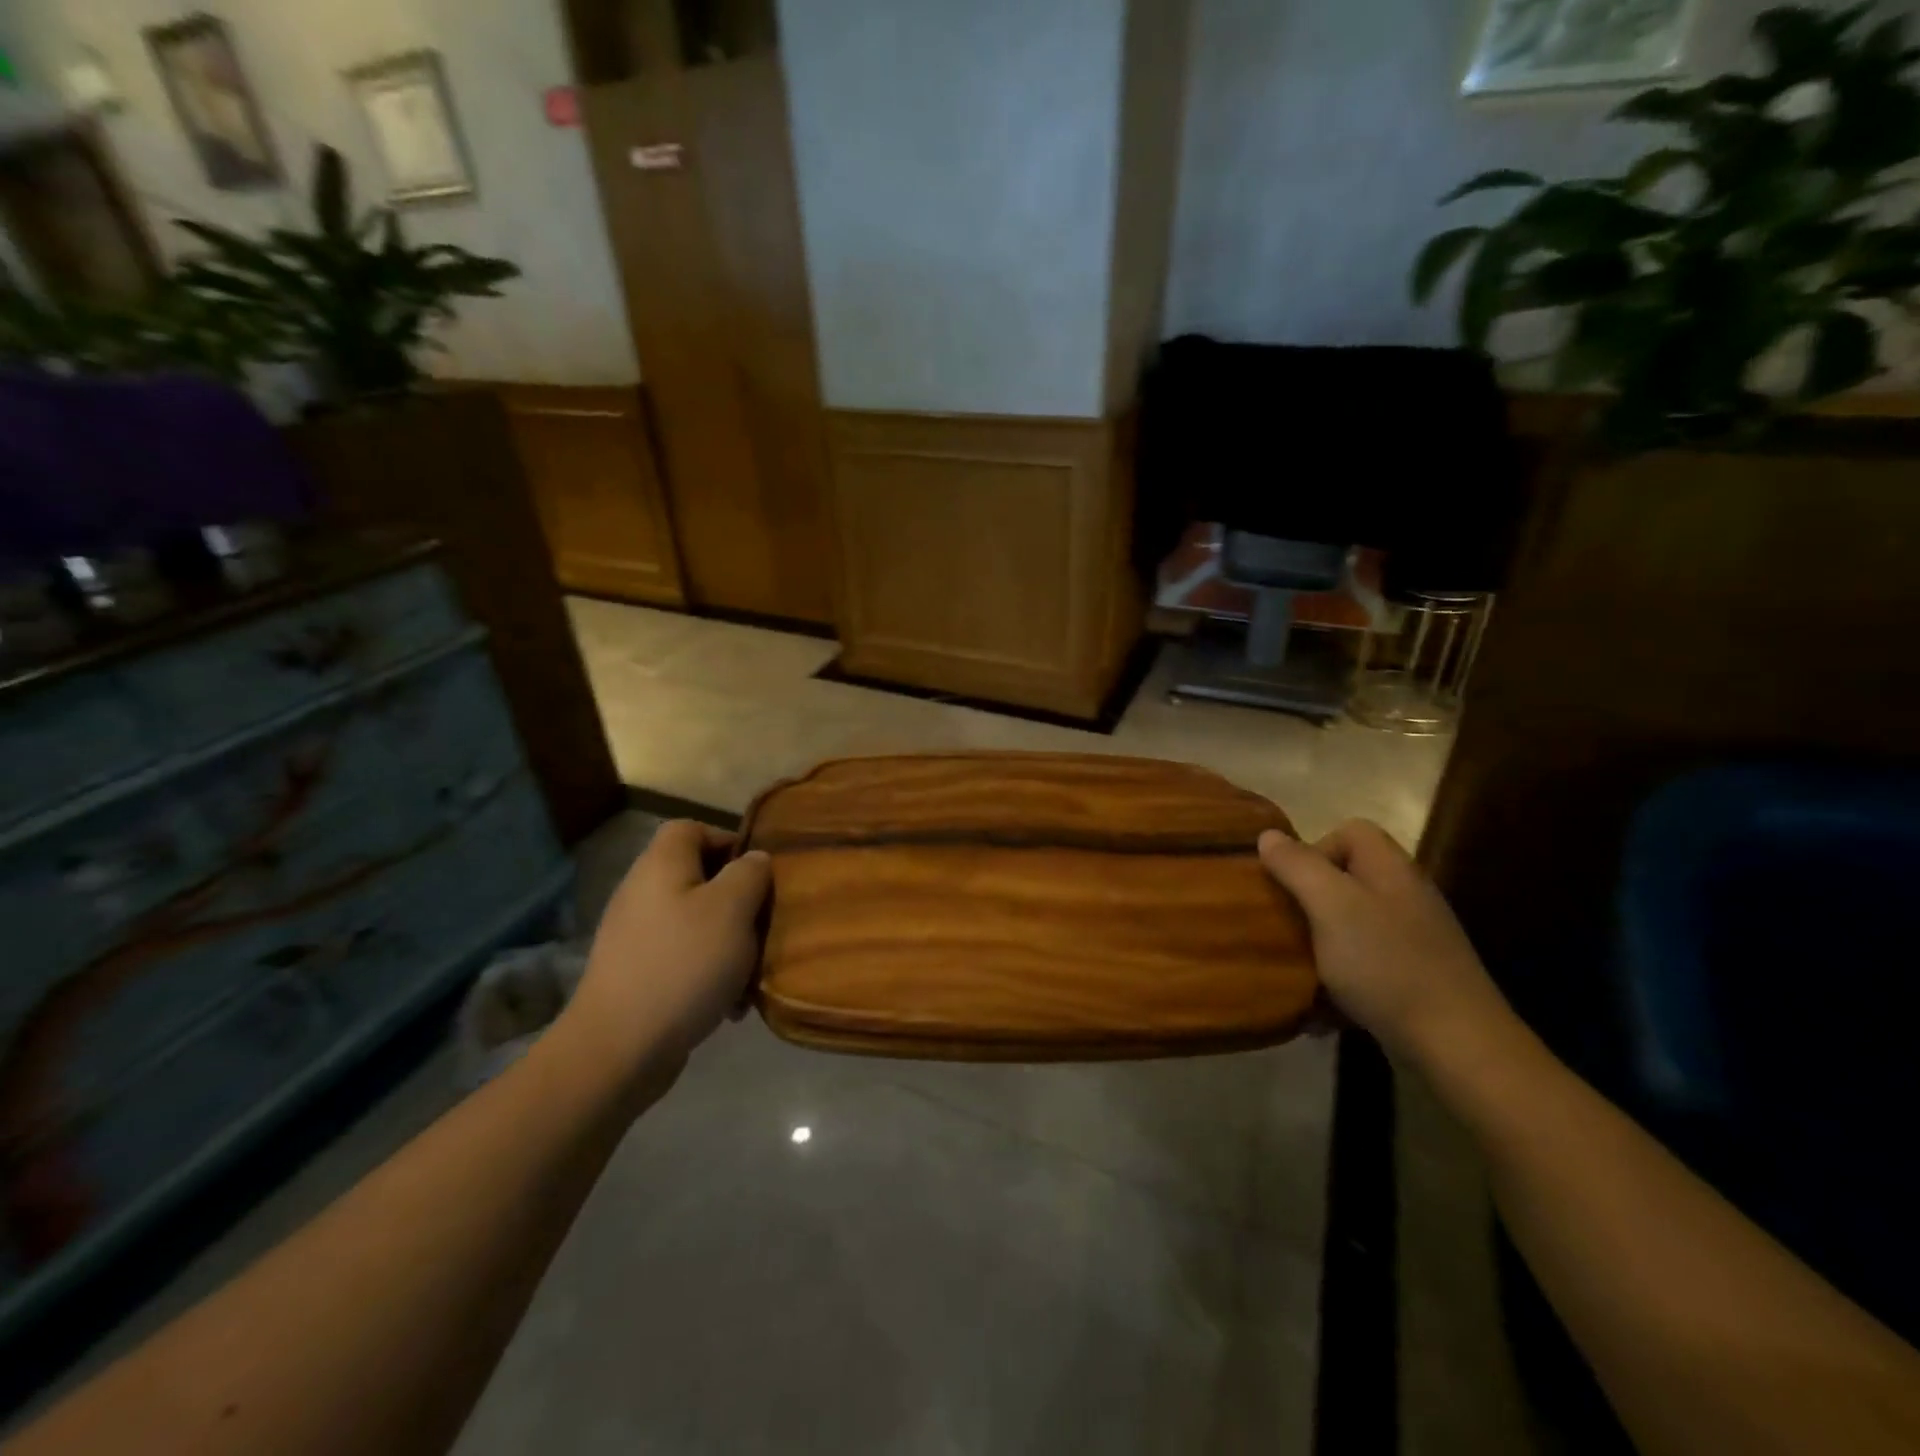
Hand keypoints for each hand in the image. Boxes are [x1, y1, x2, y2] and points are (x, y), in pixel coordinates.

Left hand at [560, 821, 771, 1081]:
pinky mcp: (636, 974)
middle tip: (763, 925)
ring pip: (696, 922)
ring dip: (729, 942)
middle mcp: (643, 892)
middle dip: (738, 900)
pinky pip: (683, 958)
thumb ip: (750, 873)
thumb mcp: (733, 908)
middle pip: (699, 877)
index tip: (759, 874)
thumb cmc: (684, 964)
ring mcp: (635, 936)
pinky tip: (729, 1004)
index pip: (692, 828)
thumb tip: (754, 860)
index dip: (728, 841)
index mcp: (661, 865)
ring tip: (750, 971)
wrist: (619, 1048)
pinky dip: (709, 973)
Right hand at [1257, 820, 1513, 1066]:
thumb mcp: (1331, 905)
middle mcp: (1405, 896)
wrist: (1457, 1046)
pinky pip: (1363, 966)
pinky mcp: (1413, 979)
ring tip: (1297, 971)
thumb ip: (1298, 866)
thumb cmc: (1386, 964)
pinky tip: (1321, 1009)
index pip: (1350, 832)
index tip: (1292, 885)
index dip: (1314, 848)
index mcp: (1391, 869)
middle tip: (1287, 927)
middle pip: (1346, 878)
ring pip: (1349, 925)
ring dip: (1318, 946)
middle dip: (1309, 900)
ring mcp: (1413, 940)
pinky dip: (1338, 982)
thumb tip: (1268, 835)